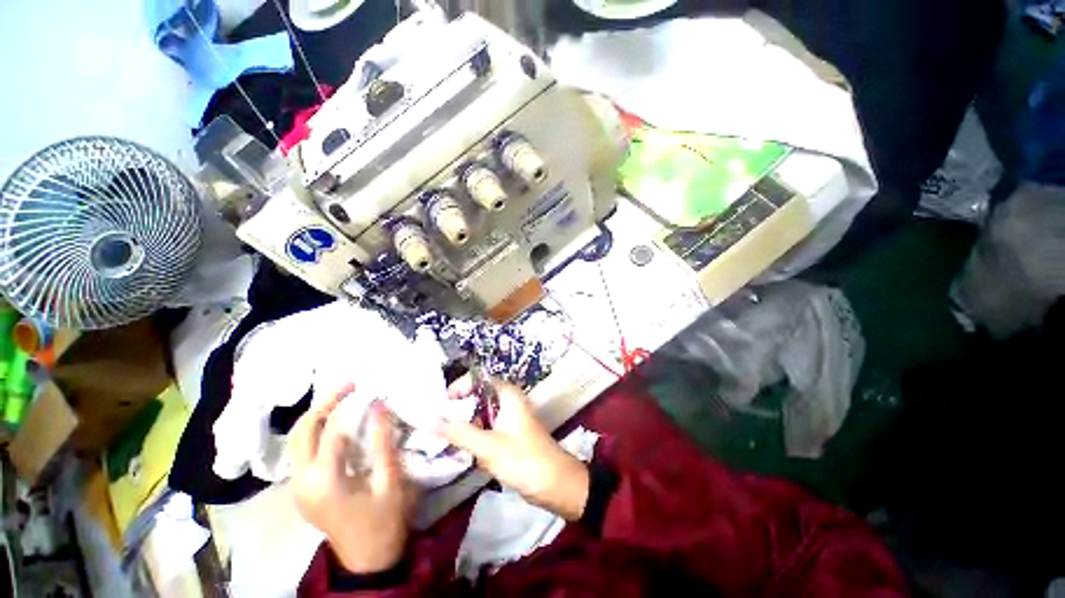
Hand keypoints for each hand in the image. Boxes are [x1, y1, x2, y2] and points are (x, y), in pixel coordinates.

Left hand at [289, 385, 410, 573]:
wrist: (365, 559)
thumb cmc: (383, 520)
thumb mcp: (389, 480)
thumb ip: (383, 441)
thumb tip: (380, 405)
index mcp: (324, 481)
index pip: (331, 431)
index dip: (349, 404)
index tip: (368, 385)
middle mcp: (301, 481)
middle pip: (302, 431)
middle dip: (324, 402)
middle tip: (350, 384)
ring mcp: (296, 486)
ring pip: (296, 439)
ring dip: (317, 414)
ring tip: (343, 397)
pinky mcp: (301, 489)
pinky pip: (301, 450)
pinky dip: (316, 430)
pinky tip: (335, 422)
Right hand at [438, 377, 589, 520]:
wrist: (555, 484)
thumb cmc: (524, 459)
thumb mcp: (489, 446)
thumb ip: (459, 432)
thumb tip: (428, 420)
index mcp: (507, 395)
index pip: (479, 379)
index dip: (460, 387)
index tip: (443, 404)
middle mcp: (508, 402)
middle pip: (477, 397)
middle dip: (459, 411)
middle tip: (440, 427)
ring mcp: (508, 419)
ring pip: (480, 416)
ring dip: (466, 428)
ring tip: (451, 443)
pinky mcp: (508, 435)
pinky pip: (486, 431)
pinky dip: (475, 439)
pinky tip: (469, 455)